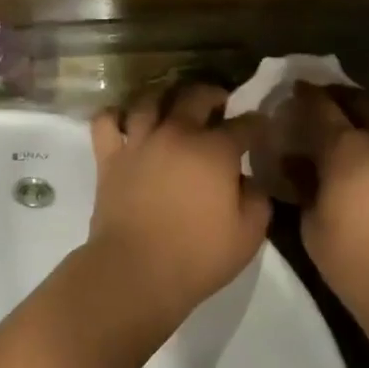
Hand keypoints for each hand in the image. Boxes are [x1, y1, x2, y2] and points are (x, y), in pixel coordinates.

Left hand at [83, 83, 270, 329]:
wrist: (135, 272)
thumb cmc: (197, 256)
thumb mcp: (249, 234)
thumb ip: (257, 198)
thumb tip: (248, 180)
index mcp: (216, 150)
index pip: (245, 124)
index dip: (257, 124)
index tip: (262, 128)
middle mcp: (177, 133)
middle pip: (196, 96)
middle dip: (214, 95)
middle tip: (219, 104)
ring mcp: (140, 141)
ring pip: (150, 99)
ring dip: (165, 97)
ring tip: (172, 106)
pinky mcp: (110, 157)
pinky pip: (106, 121)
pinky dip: (114, 115)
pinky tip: (125, 120)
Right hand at [288, 83, 368, 343]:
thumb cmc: (357, 264)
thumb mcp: (313, 225)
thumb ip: (303, 182)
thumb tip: (295, 160)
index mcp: (348, 148)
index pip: (319, 105)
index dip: (301, 95)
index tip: (289, 92)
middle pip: (354, 98)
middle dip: (332, 96)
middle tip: (314, 105)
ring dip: (357, 110)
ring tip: (340, 126)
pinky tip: (364, 149)